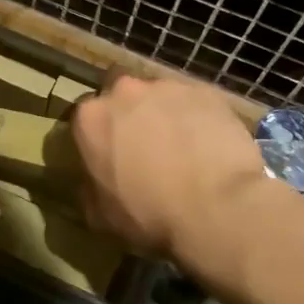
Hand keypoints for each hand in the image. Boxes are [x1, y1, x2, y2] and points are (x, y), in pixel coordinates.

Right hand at [70, 73, 268, 258]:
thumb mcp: (102, 216)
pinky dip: (197, 118)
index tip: (108, 158)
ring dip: (164, 116)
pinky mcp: (206, 90)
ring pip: (160, 97)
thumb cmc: (151, 215)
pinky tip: (208, 145)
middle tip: (145, 150)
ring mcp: (168, 87)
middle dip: (130, 118)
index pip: (85, 120)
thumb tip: (93, 181)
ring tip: (182, 148)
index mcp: (91, 119)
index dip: (97, 139)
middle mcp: (125, 91)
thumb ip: (89, 189)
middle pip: (122, 99)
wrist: (218, 207)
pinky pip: (194, 102)